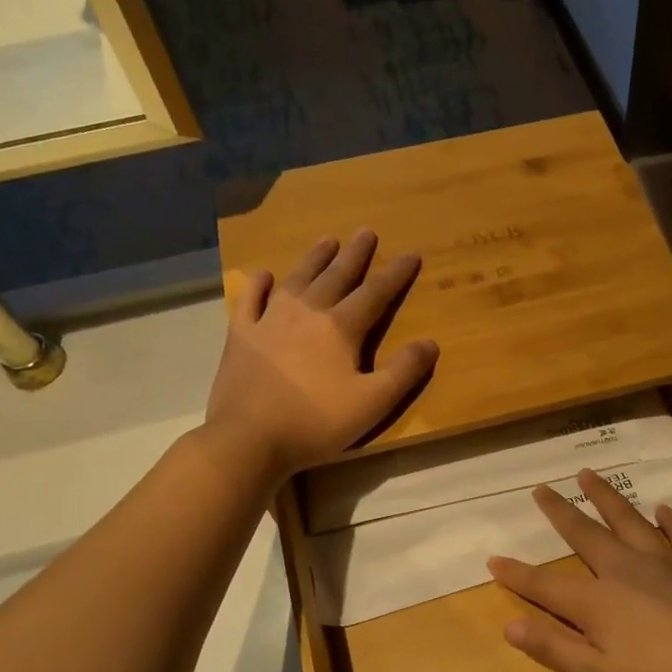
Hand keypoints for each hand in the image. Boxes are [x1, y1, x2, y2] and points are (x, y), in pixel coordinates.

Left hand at [207, 231, 438, 476]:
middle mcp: (306, 313)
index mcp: (340, 328)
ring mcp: (269, 320)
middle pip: (336, 276)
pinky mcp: (240, 335)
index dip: (396, 274)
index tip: (411, 254)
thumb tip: (430, 343)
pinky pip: (250, 300)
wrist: (249, 439)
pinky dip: (258, 285)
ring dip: (314, 259)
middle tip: (366, 232)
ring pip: (297, 280)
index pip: (375, 293)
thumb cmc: (316, 423)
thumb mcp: (372, 403)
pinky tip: (264, 275)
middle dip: (355, 255)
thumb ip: (404, 372)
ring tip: (327, 240)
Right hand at [486, 469, 671, 671]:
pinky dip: (670, 520)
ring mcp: (667, 564)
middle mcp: (626, 571)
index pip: (546, 585)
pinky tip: (663, 509)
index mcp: (598, 603)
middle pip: (586, 535)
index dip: (517, 575)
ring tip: (589, 475)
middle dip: (560, 512)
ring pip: (629, 521)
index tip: (494, 559)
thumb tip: (510, 625)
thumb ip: (556, 649)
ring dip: (607, 498)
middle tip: (543, 488)